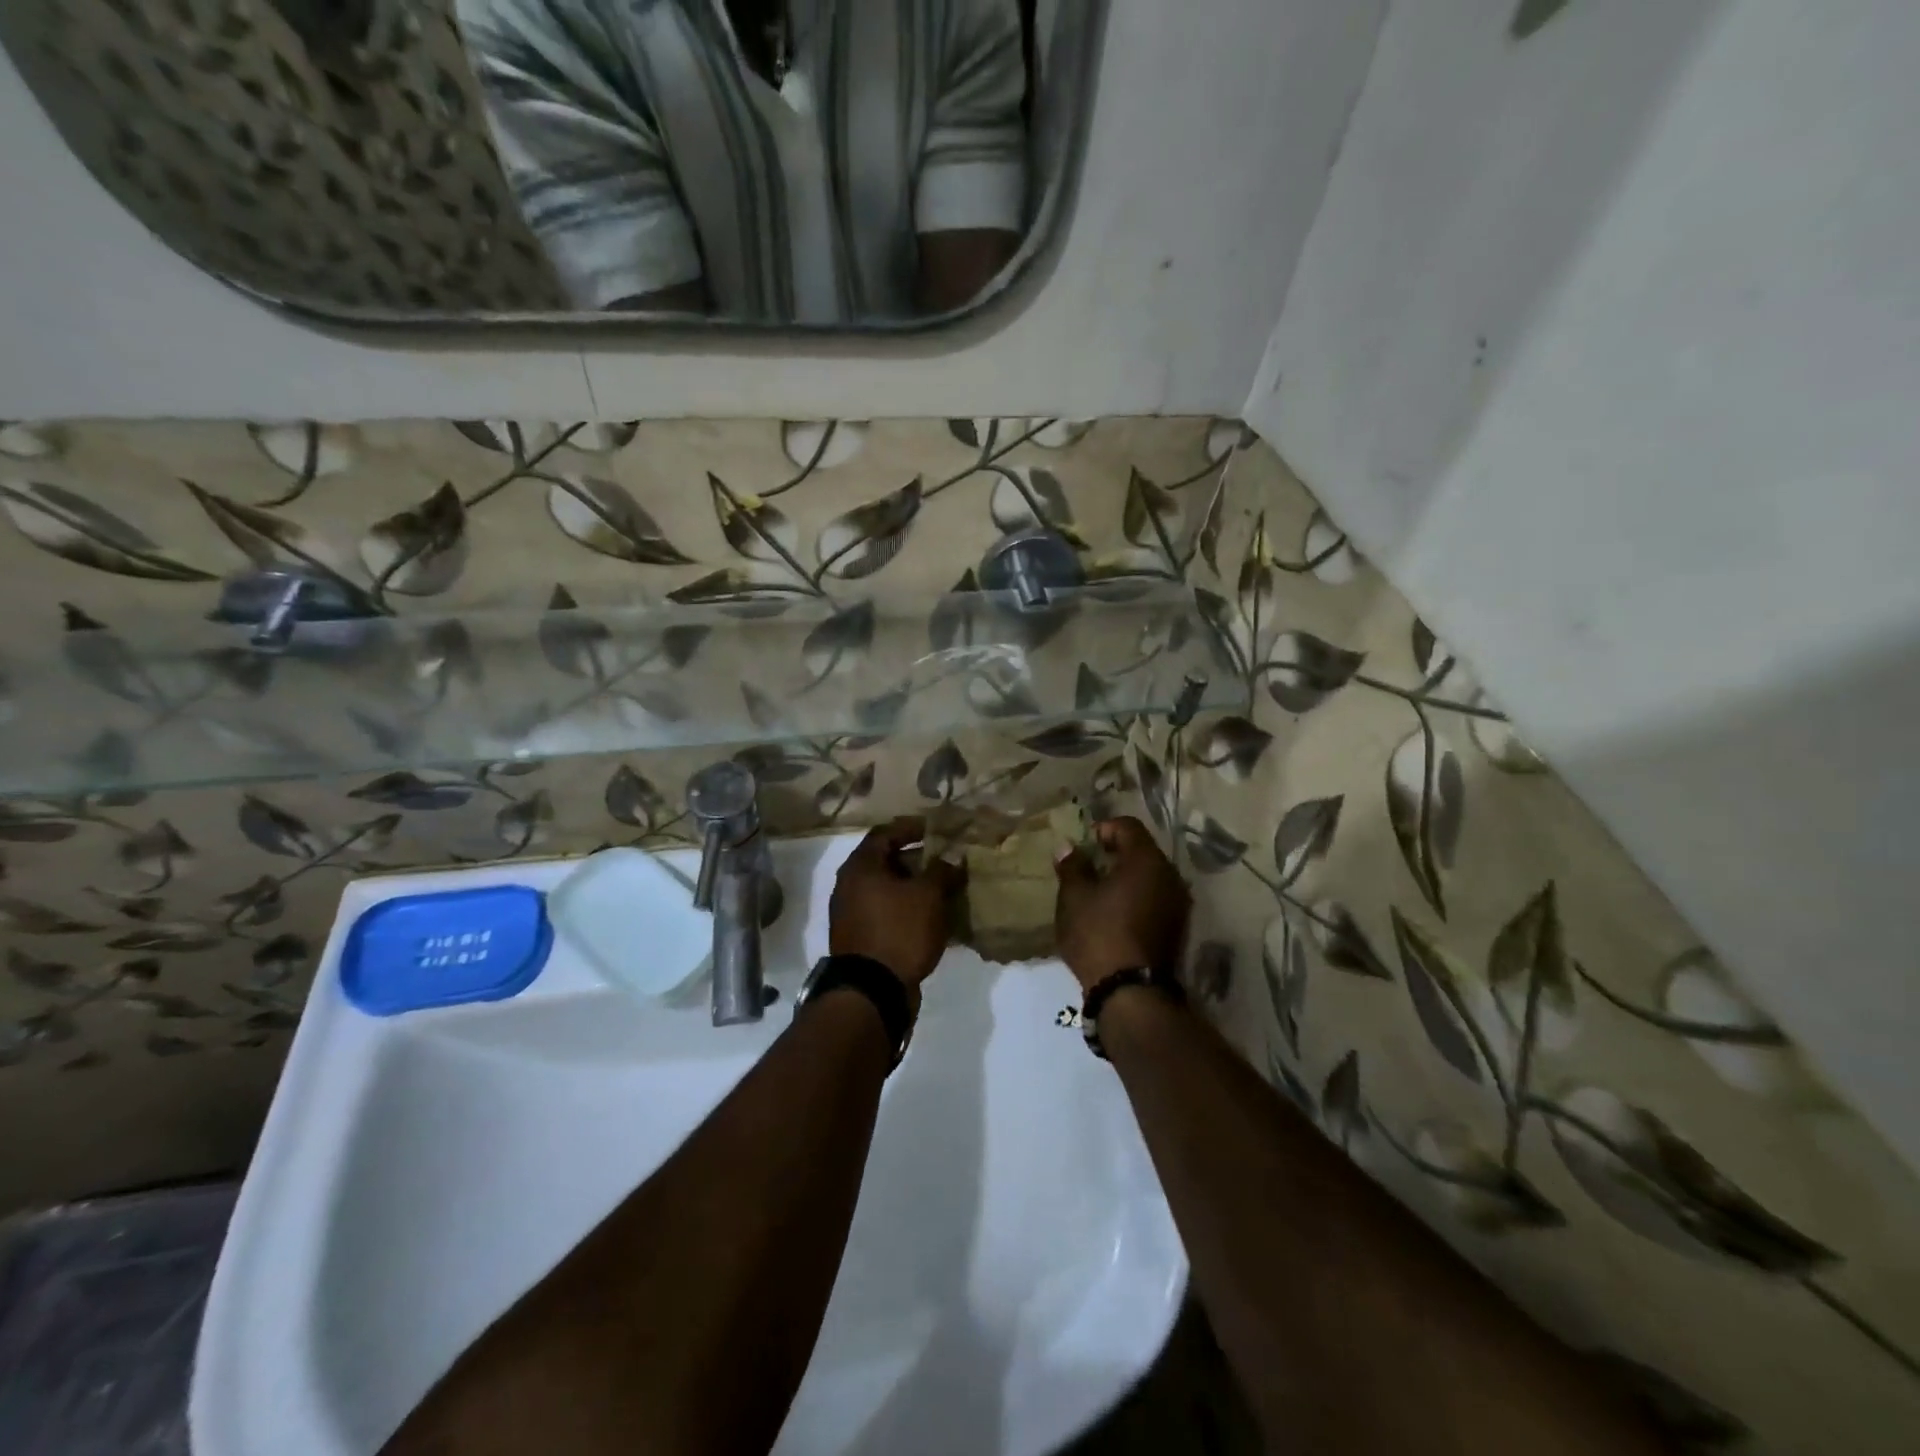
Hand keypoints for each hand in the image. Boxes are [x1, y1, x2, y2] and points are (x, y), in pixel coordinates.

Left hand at [830, 818, 964, 997]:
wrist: (873, 990)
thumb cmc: (899, 931)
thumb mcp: (928, 896)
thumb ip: (941, 871)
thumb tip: (952, 856)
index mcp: (860, 866)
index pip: (886, 833)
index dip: (912, 827)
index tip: (936, 829)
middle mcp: (849, 885)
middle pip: (885, 861)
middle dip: (916, 859)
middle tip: (944, 860)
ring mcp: (851, 913)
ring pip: (886, 889)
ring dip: (913, 886)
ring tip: (943, 888)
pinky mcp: (860, 937)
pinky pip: (886, 912)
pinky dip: (906, 909)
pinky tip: (930, 916)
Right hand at [1054, 817, 1189, 992]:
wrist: (1131, 993)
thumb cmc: (1098, 934)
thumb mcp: (1074, 897)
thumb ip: (1072, 866)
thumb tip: (1067, 846)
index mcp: (1146, 861)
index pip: (1128, 826)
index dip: (1104, 829)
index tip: (1084, 845)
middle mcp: (1170, 876)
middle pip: (1142, 851)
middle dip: (1115, 854)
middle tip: (1088, 867)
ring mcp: (1178, 904)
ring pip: (1150, 877)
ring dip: (1126, 878)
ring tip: (1099, 893)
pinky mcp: (1177, 928)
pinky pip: (1155, 899)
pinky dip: (1136, 898)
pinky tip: (1115, 914)